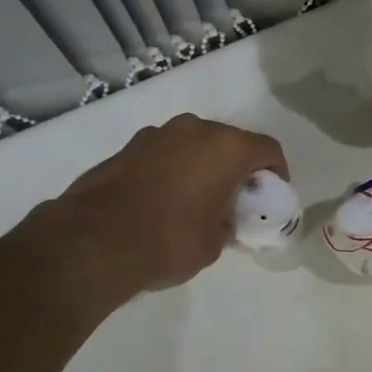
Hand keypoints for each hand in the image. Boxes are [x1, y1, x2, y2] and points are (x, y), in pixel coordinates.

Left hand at [41, 114, 287, 298]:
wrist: (94, 241)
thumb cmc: (169, 240)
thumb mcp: (215, 242)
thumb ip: (227, 220)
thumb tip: (219, 216)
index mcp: (226, 147)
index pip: (268, 149)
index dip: (277, 171)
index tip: (272, 193)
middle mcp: (194, 129)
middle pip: (229, 141)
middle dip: (236, 166)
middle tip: (234, 197)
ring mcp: (156, 134)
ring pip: (193, 144)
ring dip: (201, 165)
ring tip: (196, 198)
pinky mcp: (127, 147)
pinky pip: (164, 153)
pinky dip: (172, 169)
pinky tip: (163, 198)